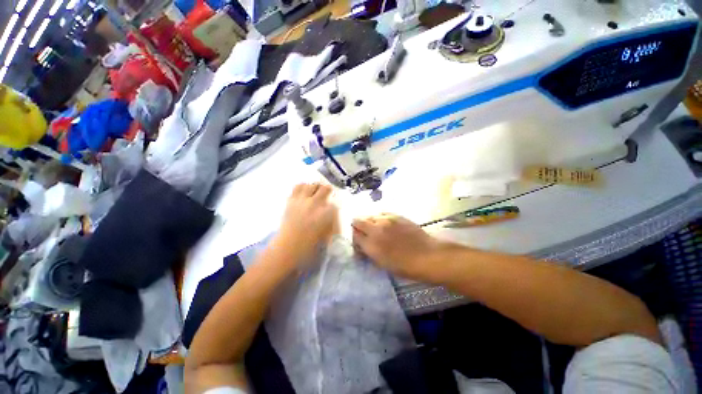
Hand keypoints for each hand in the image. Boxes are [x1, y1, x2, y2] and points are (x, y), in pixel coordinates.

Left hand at [274, 183, 338, 266]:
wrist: (289, 247)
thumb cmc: (311, 244)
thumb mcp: (328, 233)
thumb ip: (332, 220)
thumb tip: (334, 210)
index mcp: (327, 213)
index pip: (336, 201)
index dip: (336, 202)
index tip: (335, 204)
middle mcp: (316, 203)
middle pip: (326, 188)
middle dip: (328, 191)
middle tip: (327, 195)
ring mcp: (303, 200)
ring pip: (312, 185)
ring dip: (316, 188)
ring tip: (316, 193)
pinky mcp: (291, 200)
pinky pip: (298, 186)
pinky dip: (303, 187)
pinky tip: (305, 192)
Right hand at [352, 214, 441, 279]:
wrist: (427, 255)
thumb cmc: (405, 266)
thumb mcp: (382, 264)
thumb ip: (369, 252)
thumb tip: (362, 245)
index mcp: (371, 244)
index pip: (354, 235)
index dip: (355, 238)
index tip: (359, 241)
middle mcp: (375, 229)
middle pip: (358, 221)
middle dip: (358, 226)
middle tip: (364, 232)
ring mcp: (386, 220)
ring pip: (369, 215)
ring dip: (368, 221)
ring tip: (376, 227)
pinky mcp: (396, 215)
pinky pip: (382, 213)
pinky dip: (379, 217)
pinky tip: (385, 223)